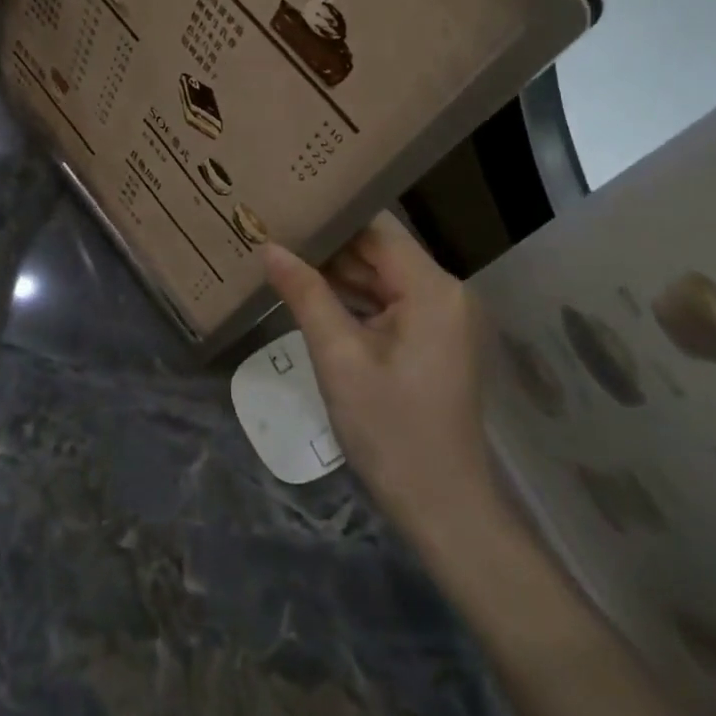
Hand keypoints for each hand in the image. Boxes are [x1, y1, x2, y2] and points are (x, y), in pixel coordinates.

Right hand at [263, 214, 499, 544]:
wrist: (443, 508)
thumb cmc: (390, 430)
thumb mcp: (339, 359)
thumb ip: (306, 295)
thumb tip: (270, 247)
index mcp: (432, 288)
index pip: (377, 229)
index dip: (332, 216)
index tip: (286, 207)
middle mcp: (445, 293)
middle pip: (380, 252)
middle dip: (329, 247)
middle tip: (274, 232)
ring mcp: (441, 319)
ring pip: (382, 279)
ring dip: (338, 274)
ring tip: (284, 257)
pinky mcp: (433, 341)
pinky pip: (390, 306)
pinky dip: (355, 302)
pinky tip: (313, 297)